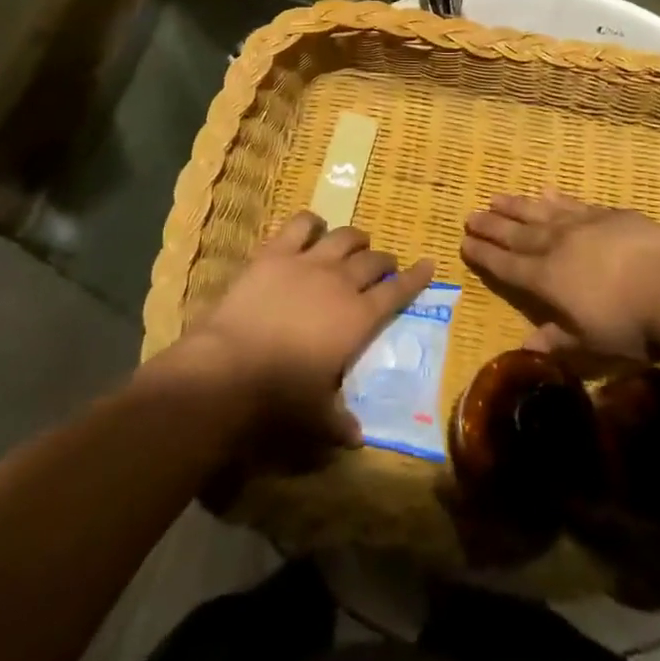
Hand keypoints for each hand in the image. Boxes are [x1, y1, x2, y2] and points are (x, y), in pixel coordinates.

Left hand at [186, 213, 434, 445]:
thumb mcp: (317, 417)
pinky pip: (300, 224)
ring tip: (356, 243)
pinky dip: (311, 222)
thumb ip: (340, 423)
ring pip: (344, 237)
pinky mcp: (276, 252)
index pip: (397, 292)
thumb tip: (357, 438)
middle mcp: (341, 282)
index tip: (428, 263)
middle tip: (385, 265)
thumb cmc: (281, 395)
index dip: (416, 277)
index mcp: (359, 318)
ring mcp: (309, 262)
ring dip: (355, 238)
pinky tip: (313, 227)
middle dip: (384, 260)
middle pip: (373, 260)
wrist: (230, 365)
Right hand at [460, 193, 659, 358]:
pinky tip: (545, 191)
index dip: (483, 255)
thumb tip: (525, 346)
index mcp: (546, 279)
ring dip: (515, 206)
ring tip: (496, 197)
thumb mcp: (590, 344)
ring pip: (539, 212)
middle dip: (491, 226)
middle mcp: (556, 246)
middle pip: (516, 234)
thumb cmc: (631, 325)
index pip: (505, 265)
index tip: (464, 242)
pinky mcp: (608, 214)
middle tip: (470, 215)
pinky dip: (554, 198)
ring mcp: (581, 225)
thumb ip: (556, 341)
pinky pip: (571, 202)